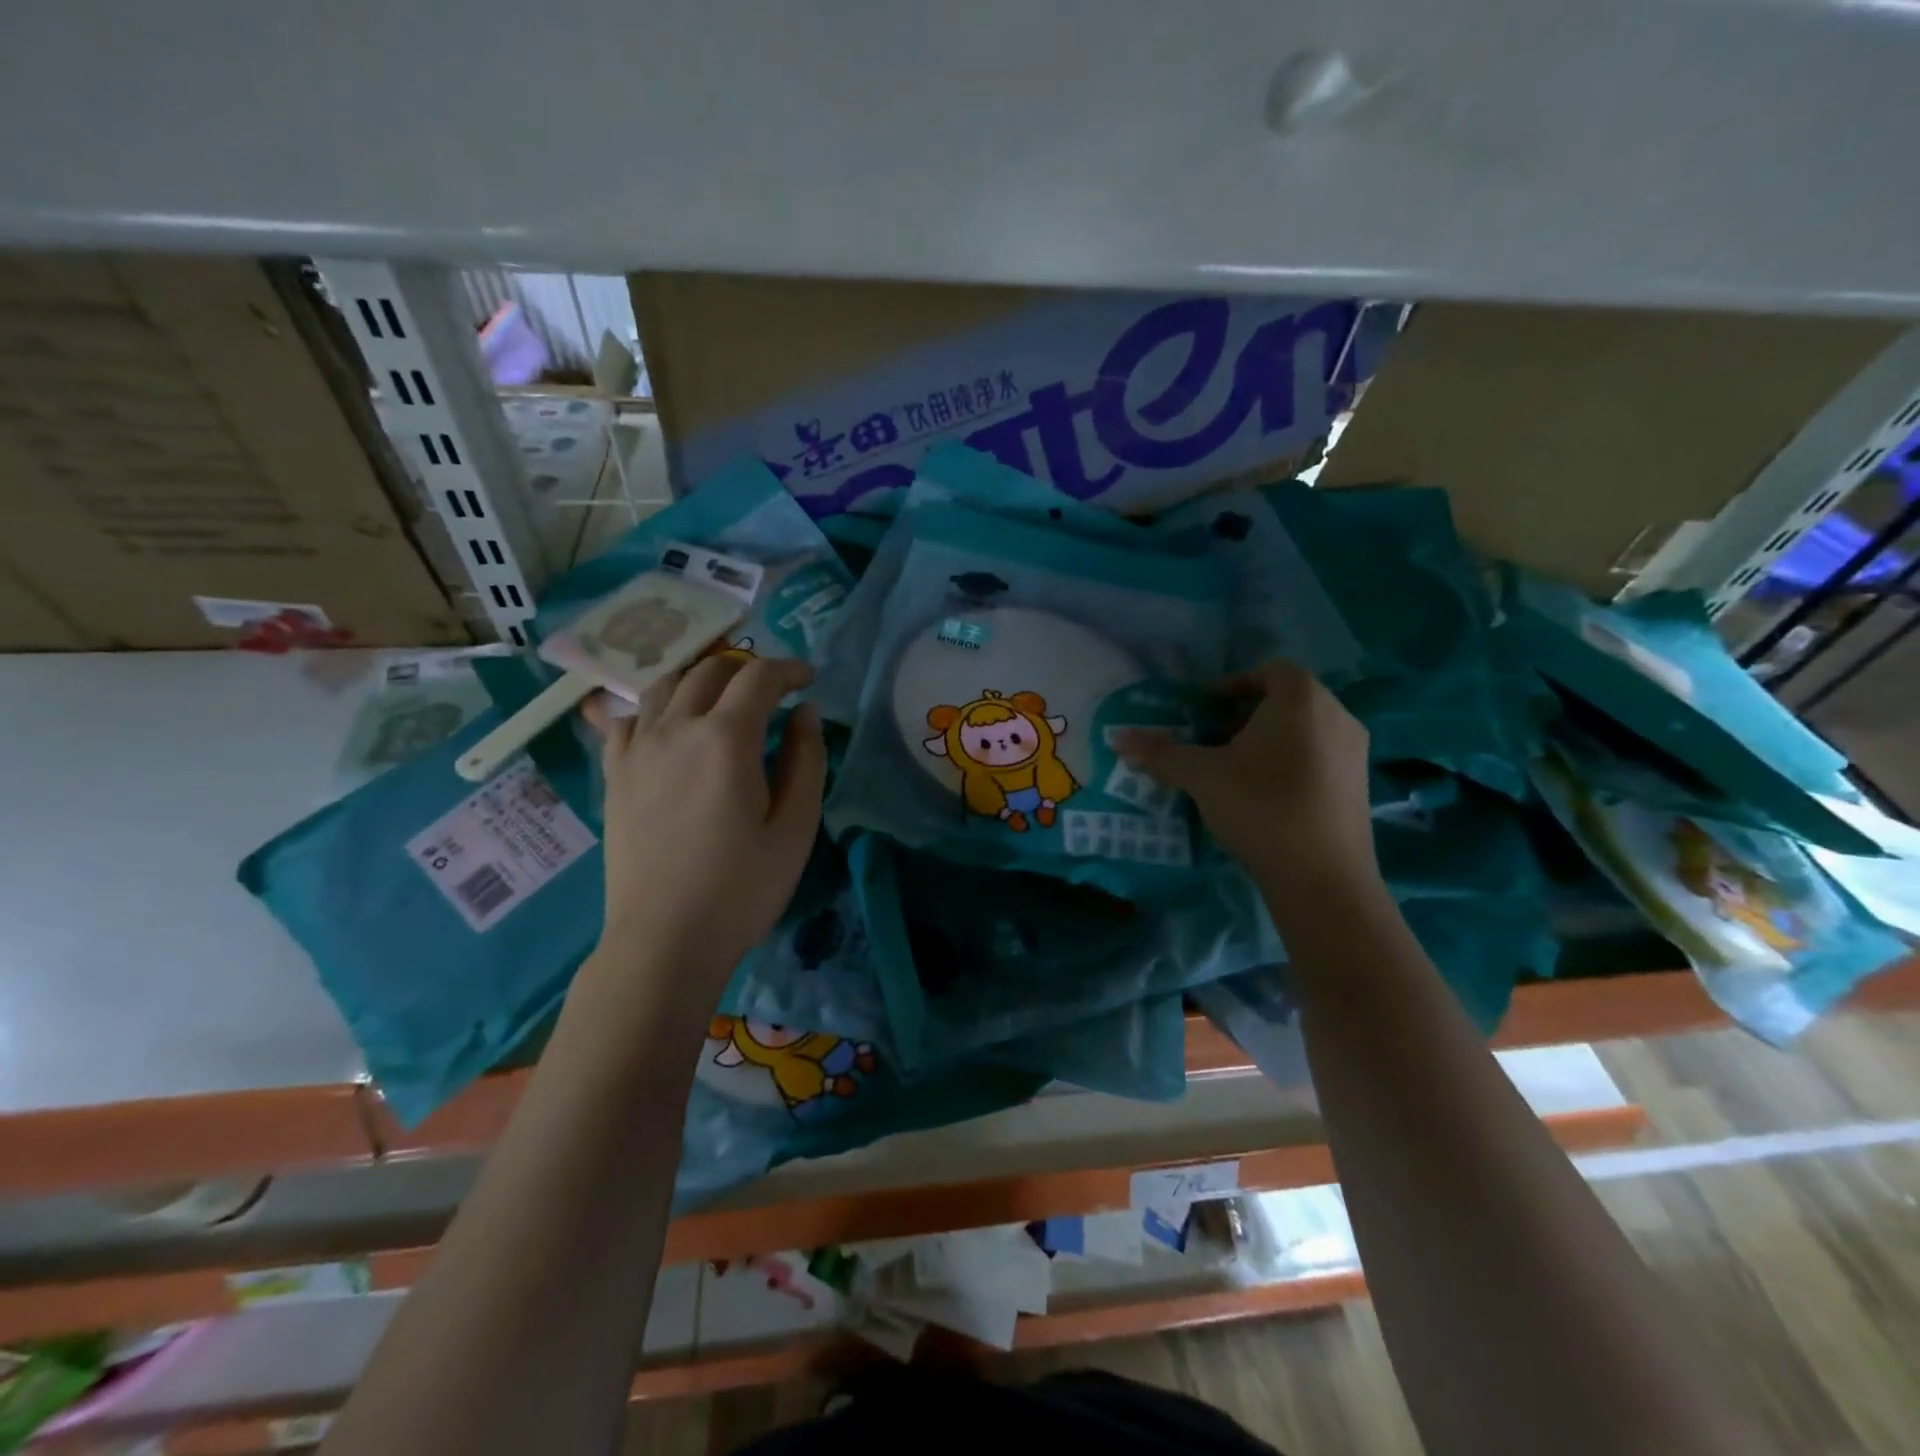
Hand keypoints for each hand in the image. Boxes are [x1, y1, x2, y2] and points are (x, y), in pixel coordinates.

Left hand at [583, 656, 826, 987]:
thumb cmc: (741, 890)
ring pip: (664, 684)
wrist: (664, 941)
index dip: (789, 669)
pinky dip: (653, 708)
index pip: (758, 677)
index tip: (809, 680)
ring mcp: (637, 750)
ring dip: (700, 679)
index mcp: (725, 739)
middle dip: (746, 668)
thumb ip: (806, 760)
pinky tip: (668, 726)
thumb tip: (804, 713)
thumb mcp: (795, 828)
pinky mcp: (615, 774)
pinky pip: (626, 718)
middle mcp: (675, 729)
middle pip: (709, 670)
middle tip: (771, 690)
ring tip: (722, 698)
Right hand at [1118, 660, 1376, 902]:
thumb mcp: (1202, 776)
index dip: (1234, 684)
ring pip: (1304, 731)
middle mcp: (1336, 715)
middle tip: (1213, 741)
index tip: (1205, 708)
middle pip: (1286, 701)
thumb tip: (1118, 739)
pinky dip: (1290, 763)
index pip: (1270, 670)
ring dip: (1267, 741)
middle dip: (1245, 716)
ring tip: (1235, 771)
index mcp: (1301, 698)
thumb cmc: (1260, 807)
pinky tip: (1264, 797)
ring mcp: (1354, 752)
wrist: (1322, 877)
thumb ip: (1161, 753)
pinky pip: (1319, 757)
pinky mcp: (1360, 786)